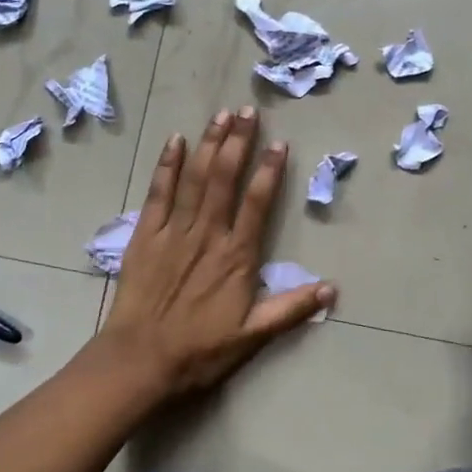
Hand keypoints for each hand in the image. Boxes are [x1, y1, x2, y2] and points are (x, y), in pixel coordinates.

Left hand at [96, 106, 334, 399]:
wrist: (140, 360)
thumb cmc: (199, 351)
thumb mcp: (252, 337)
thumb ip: (291, 310)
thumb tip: (331, 289)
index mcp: (236, 256)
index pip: (257, 203)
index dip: (270, 171)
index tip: (278, 143)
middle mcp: (207, 234)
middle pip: (224, 178)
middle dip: (238, 141)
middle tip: (248, 111)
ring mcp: (174, 230)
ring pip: (194, 177)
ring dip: (208, 143)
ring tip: (221, 115)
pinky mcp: (145, 234)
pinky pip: (158, 192)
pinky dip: (167, 165)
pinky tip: (175, 140)